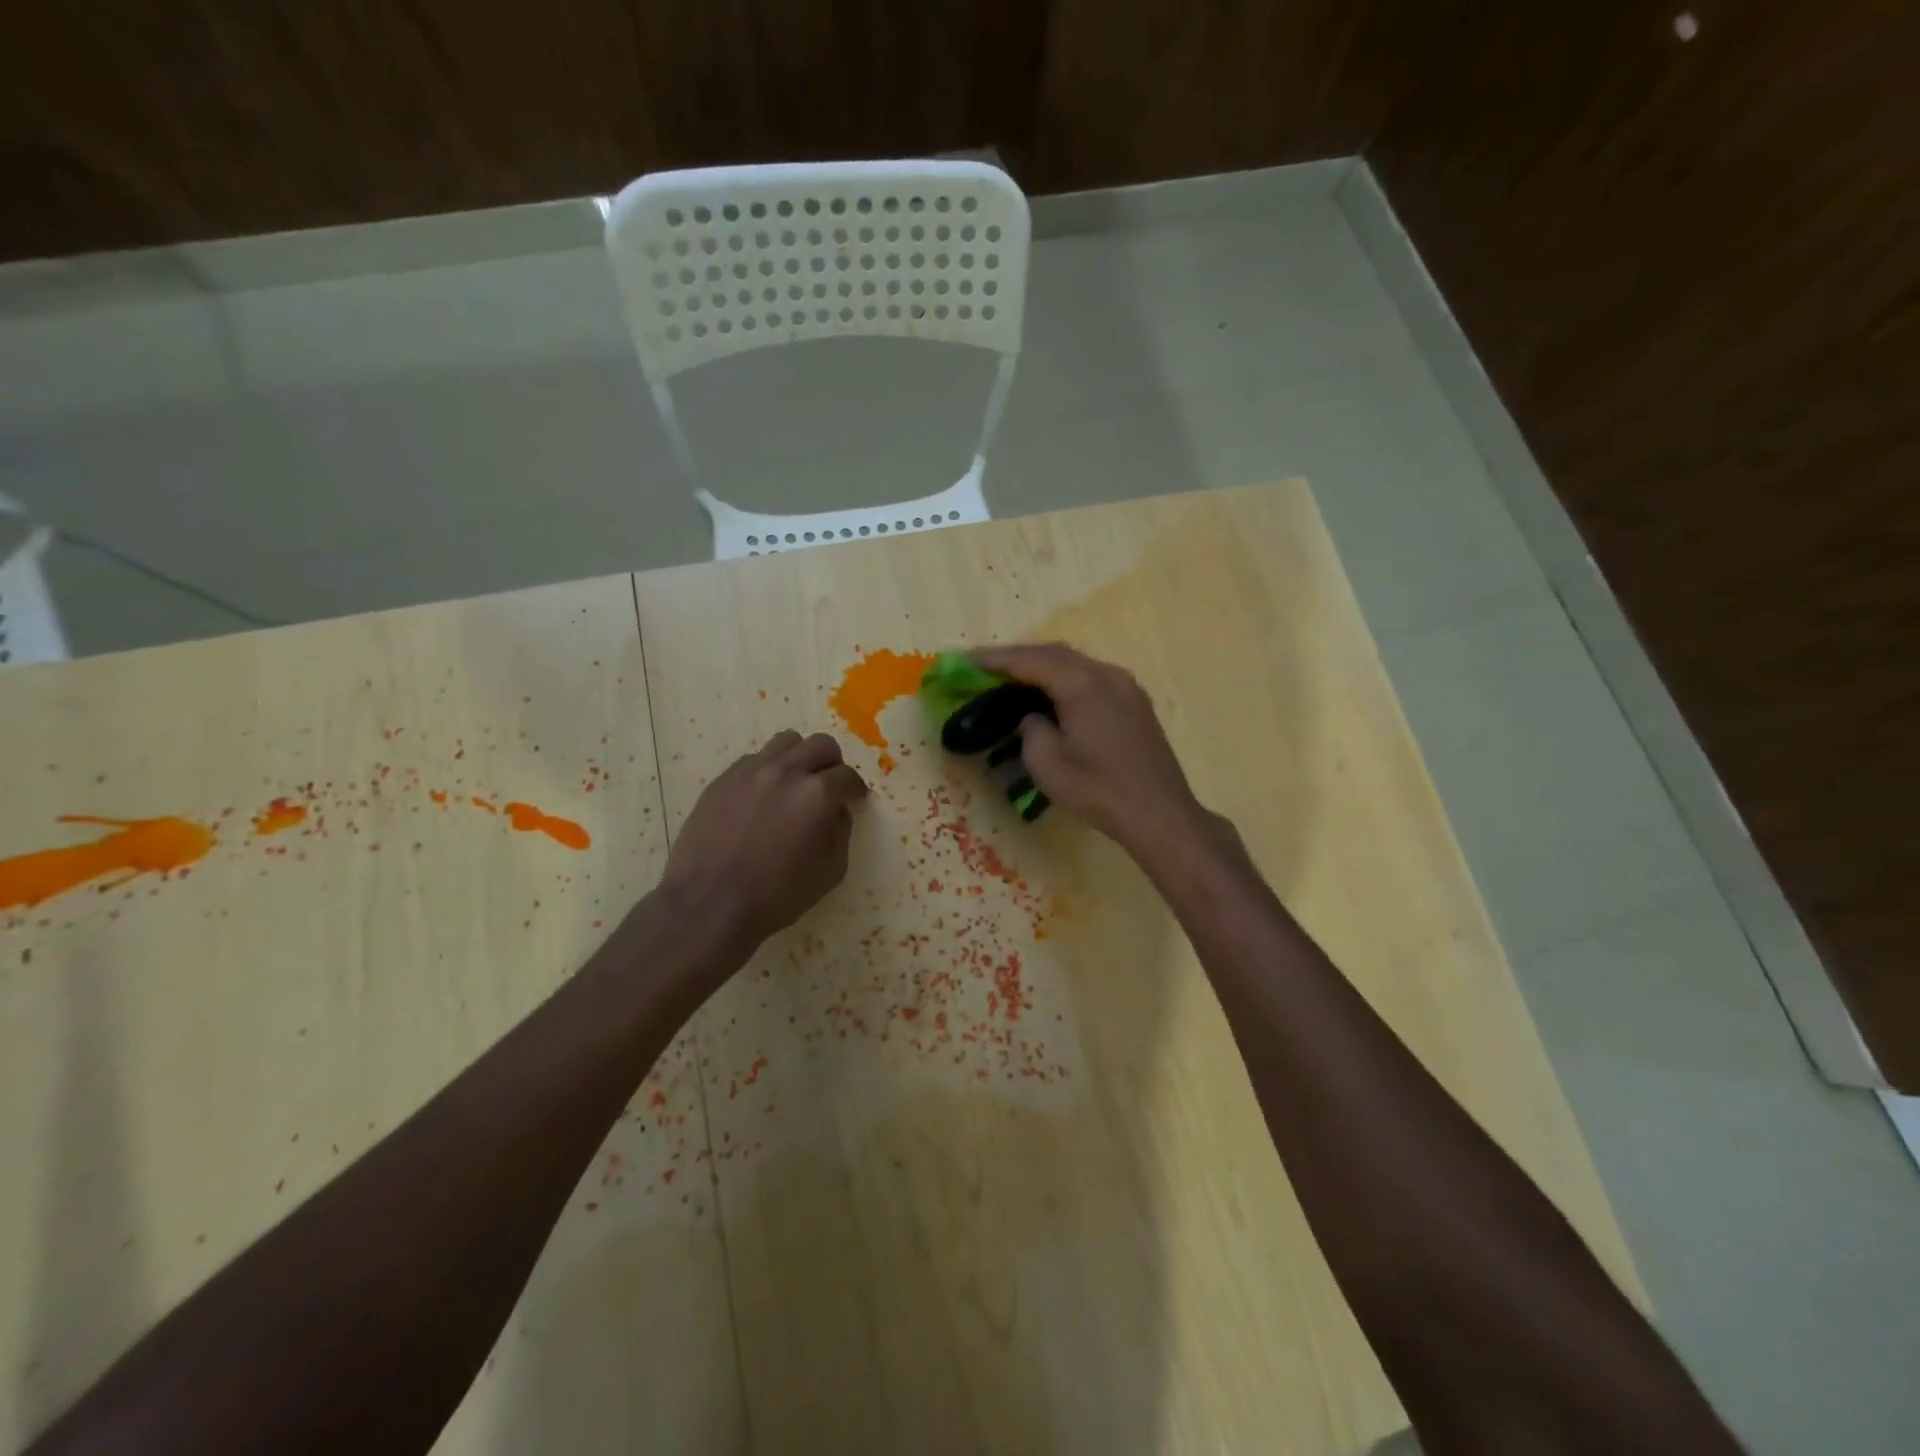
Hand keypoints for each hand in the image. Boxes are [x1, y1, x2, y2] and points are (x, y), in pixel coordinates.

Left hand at [661, 731, 867, 950]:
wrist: (710, 904)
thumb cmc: (777, 895)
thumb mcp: (830, 871)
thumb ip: (841, 832)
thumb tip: (837, 810)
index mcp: (817, 794)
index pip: (847, 776)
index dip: (855, 789)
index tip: (854, 799)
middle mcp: (786, 771)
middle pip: (821, 745)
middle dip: (832, 764)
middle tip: (828, 786)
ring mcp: (750, 771)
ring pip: (785, 742)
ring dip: (799, 757)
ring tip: (795, 782)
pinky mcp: (723, 779)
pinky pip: (754, 759)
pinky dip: (767, 770)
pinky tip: (762, 797)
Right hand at [970, 644, 1215, 854]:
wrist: (1159, 813)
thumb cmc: (1097, 789)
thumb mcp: (1047, 763)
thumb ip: (1030, 729)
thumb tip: (1033, 717)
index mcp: (1081, 683)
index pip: (1030, 660)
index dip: (995, 659)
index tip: (966, 660)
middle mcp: (1105, 673)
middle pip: (1054, 653)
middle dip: (1019, 658)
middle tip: (987, 668)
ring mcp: (1126, 685)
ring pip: (1076, 663)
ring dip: (1044, 667)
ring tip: (1016, 680)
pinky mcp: (1135, 702)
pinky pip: (1093, 677)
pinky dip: (1066, 679)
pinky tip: (1054, 696)